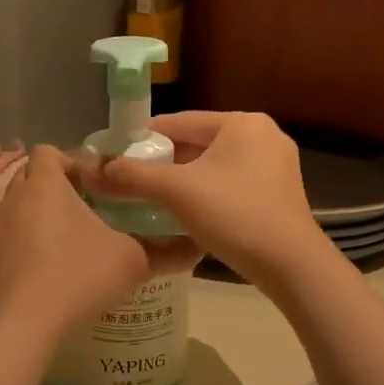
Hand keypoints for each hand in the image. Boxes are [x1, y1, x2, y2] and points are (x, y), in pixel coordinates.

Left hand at [0, 146, 189, 344]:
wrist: (23, 325)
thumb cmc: (78, 276)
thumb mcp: (132, 262)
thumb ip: (165, 252)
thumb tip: (196, 249)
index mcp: (46, 185)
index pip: (51, 151)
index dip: (74, 161)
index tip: (100, 184)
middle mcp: (14, 198)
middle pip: (33, 176)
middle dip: (59, 186)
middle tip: (90, 208)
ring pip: (20, 207)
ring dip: (42, 215)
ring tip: (72, 240)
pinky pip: (11, 236)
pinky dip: (29, 242)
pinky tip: (52, 268)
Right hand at [89, 112, 330, 289]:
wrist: (289, 263)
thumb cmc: (233, 214)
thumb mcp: (176, 192)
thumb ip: (133, 176)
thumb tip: (94, 168)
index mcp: (241, 122)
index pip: (180, 121)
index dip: (144, 137)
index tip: (116, 154)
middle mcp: (264, 135)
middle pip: (199, 143)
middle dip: (165, 161)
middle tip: (132, 181)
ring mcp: (277, 164)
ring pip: (216, 165)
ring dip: (186, 180)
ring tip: (154, 199)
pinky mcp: (281, 192)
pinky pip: (233, 183)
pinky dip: (209, 193)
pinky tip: (189, 212)